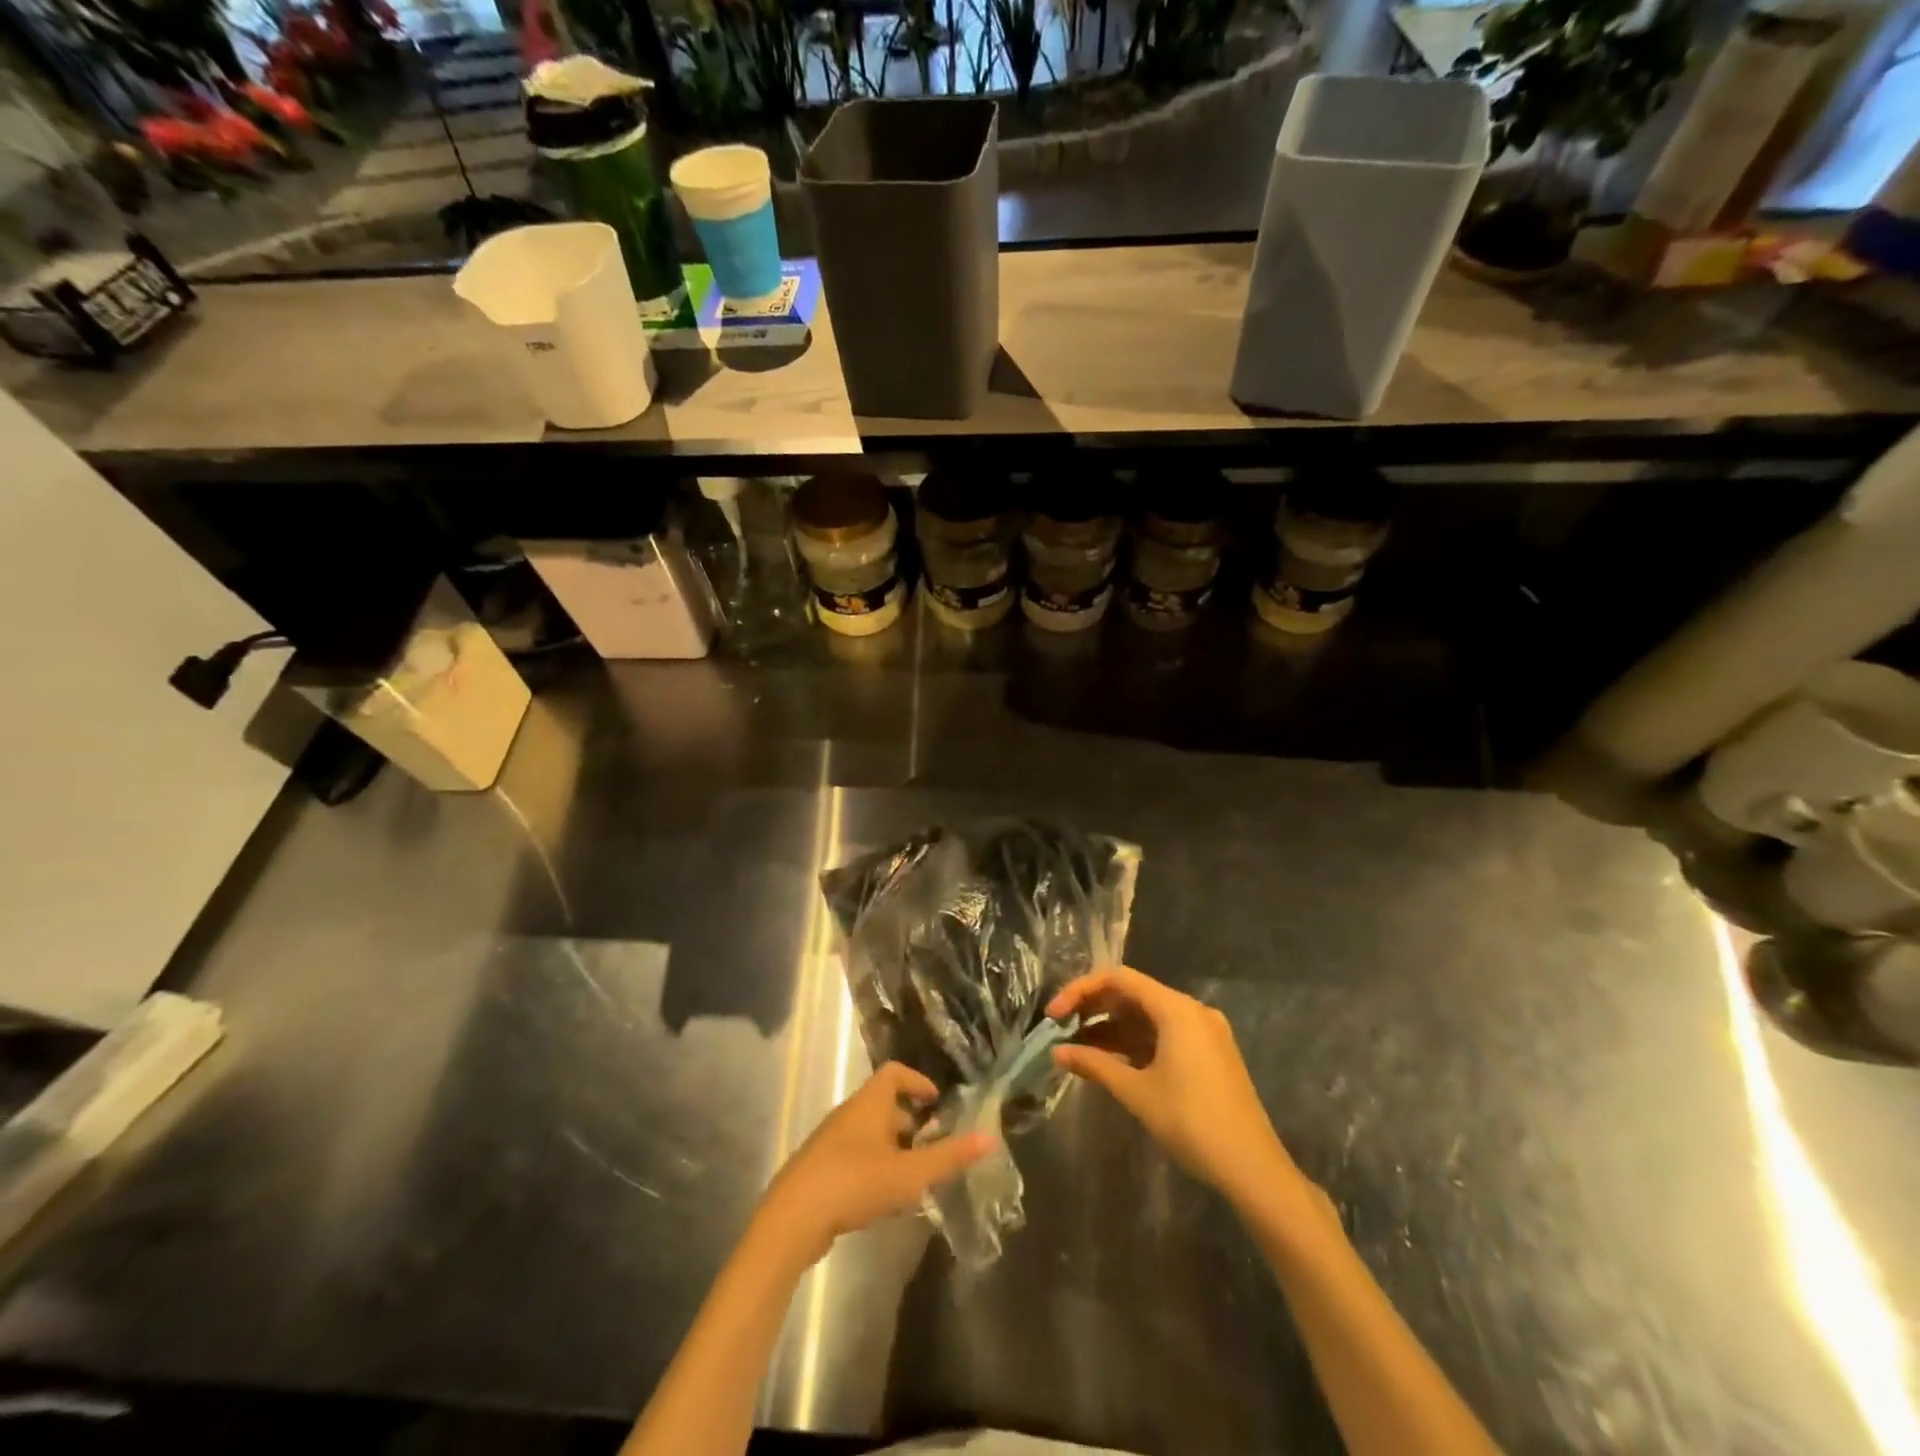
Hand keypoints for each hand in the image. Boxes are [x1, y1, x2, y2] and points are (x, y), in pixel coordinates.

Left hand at [757, 1062, 992, 1268]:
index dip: (917, 1082)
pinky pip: (855, 1158)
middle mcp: (849, 1114)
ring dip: (893, 1150)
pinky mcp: (820, 1170)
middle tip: (933, 1146)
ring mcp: (831, 1142)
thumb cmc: (855, 1182)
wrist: (793, 1218)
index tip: (937, 1102)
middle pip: (883, 1105)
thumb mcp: (909, 1173)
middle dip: (910, 1123)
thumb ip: (949, 1157)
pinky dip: (875, 1169)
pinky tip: (885, 1202)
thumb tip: (990, 1138)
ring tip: (915, 1178)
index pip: (894, 1072)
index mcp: (869, 1103)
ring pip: (869, 1135)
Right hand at [1049, 966, 1304, 1209]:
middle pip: (1134, 994)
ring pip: (1147, 1017)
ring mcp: (1204, 1032)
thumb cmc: (1192, 1123)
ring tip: (1078, 1049)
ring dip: (1112, 1029)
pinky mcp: (1209, 1054)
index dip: (1081, 990)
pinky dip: (1134, 1043)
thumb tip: (1057, 1052)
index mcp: (1177, 1009)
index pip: (1119, 979)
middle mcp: (1192, 1010)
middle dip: (1094, 1009)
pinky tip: (1110, 1061)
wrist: (1253, 1168)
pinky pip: (1163, 1035)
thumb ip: (1095, 1065)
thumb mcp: (1137, 1093)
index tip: (1054, 1014)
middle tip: (1061, 1029)